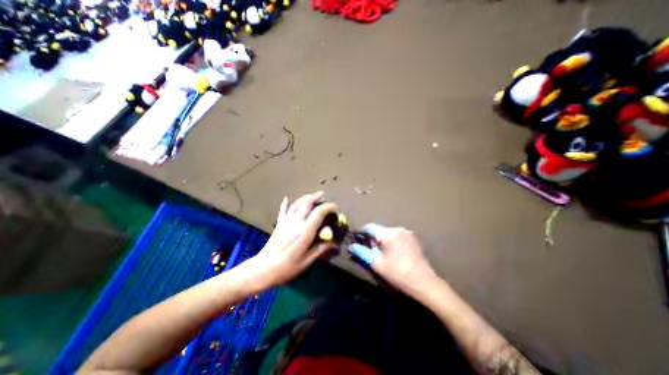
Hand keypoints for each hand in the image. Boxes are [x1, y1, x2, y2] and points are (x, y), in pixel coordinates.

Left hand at [247, 192, 336, 287]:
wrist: (262, 269)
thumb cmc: (286, 268)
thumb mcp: (306, 261)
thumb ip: (320, 249)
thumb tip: (333, 244)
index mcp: (304, 232)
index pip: (318, 213)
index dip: (328, 207)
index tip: (336, 207)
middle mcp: (295, 223)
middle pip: (306, 203)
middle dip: (316, 197)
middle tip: (323, 195)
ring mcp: (286, 222)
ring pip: (296, 204)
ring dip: (305, 197)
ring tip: (312, 195)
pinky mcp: (279, 224)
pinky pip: (283, 211)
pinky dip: (285, 204)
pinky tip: (286, 198)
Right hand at [351, 223, 439, 297]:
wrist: (425, 283)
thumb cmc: (399, 274)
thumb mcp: (377, 264)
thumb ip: (362, 253)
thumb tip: (351, 246)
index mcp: (389, 234)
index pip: (369, 227)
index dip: (361, 232)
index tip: (356, 240)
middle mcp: (398, 229)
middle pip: (379, 230)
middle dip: (372, 238)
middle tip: (370, 251)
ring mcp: (407, 233)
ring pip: (387, 233)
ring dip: (381, 240)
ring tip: (381, 253)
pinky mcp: (413, 238)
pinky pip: (396, 235)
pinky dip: (390, 241)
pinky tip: (393, 253)